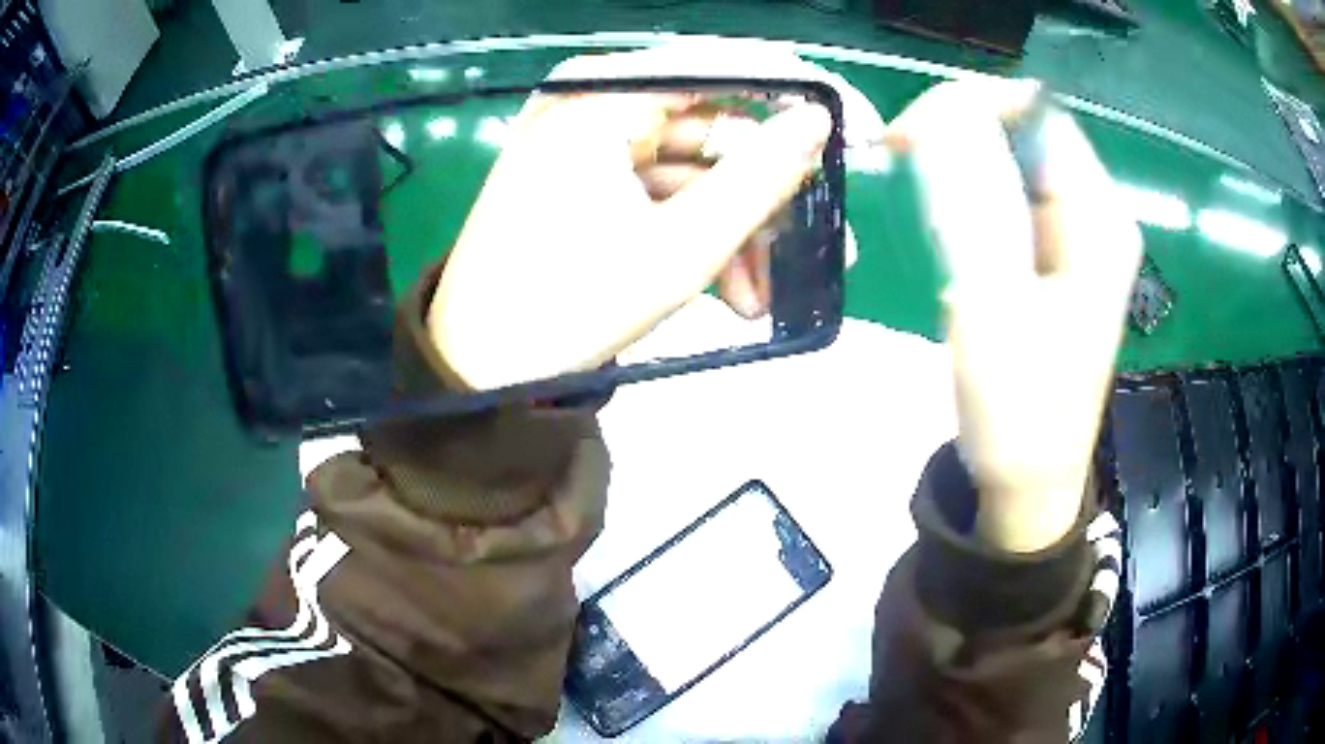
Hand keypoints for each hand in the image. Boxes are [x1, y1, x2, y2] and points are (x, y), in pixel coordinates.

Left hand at [429, 56, 830, 390]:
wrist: (478, 365)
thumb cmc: (569, 308)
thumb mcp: (681, 248)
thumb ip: (760, 177)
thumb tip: (818, 121)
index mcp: (603, 98)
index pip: (726, 66)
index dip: (803, 95)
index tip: (862, 131)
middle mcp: (592, 102)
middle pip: (713, 126)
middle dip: (769, 192)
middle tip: (827, 239)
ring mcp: (585, 139)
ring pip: (692, 168)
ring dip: (737, 229)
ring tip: (765, 296)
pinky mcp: (584, 175)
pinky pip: (660, 190)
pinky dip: (697, 234)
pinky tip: (731, 291)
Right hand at [886, 79, 1141, 551]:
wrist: (1029, 484)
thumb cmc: (1018, 414)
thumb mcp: (993, 309)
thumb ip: (973, 208)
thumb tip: (943, 118)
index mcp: (1099, 221)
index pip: (1039, 114)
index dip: (973, 103)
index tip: (911, 135)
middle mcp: (1095, 216)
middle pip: (1027, 130)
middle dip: (960, 125)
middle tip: (900, 154)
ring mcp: (1076, 238)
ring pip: (1014, 158)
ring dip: (959, 155)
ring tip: (911, 176)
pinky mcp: (1054, 259)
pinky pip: (1010, 194)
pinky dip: (968, 187)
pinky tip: (940, 211)